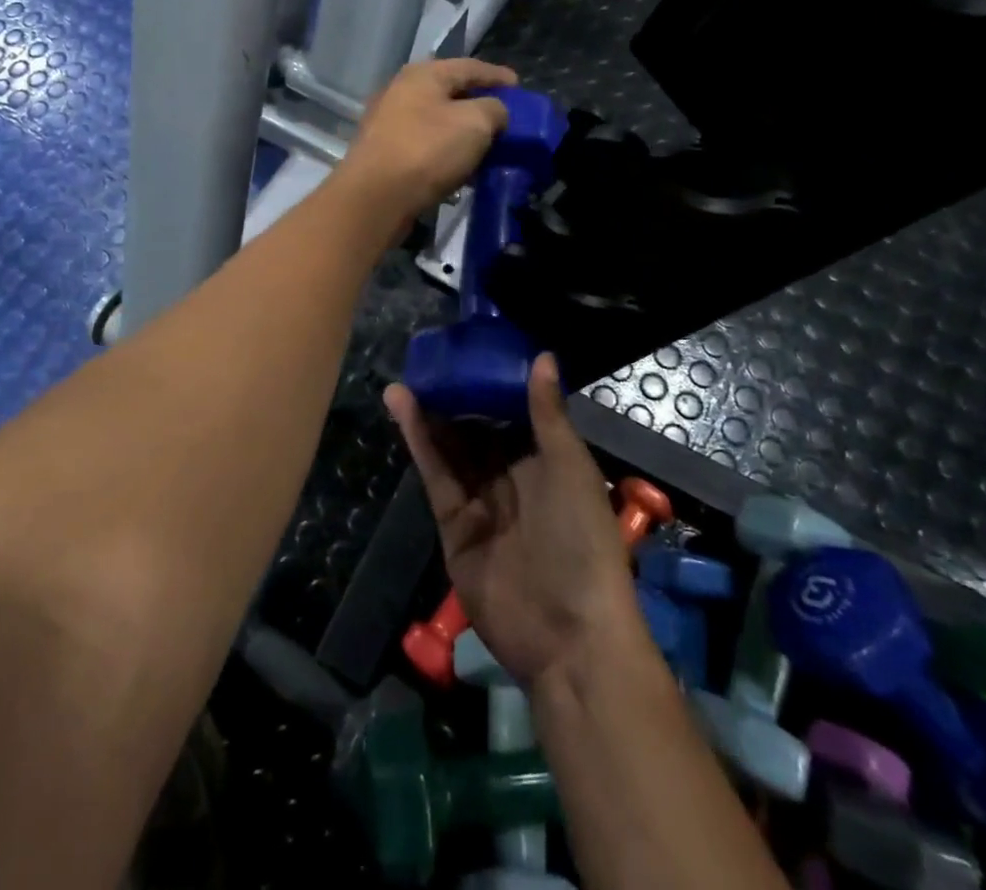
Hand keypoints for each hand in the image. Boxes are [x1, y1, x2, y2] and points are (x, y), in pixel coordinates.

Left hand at [337, 58, 517, 230]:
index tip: (519, 86)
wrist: (375, 197)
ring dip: (463, 131)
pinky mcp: (385, 153)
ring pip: (437, 121)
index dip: (497, 75)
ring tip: (488, 145)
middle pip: (450, 92)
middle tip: (505, 117)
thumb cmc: (428, 150)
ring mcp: (389, 123)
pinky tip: (462, 167)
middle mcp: (401, 92)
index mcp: (422, 75)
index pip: (469, 66)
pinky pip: (425, 145)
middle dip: (479, 104)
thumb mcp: (475, 123)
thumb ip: (494, 110)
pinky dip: (447, 151)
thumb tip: (495, 112)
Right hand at [385, 355, 638, 689]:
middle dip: (455, 398)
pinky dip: (419, 442)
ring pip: (451, 449)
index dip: (491, 384)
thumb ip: (548, 414)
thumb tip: (544, 356)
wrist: (569, 635)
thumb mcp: (570, 468)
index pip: (514, 414)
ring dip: (430, 414)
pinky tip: (403, 408)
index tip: (469, 350)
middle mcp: (512, 479)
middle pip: (477, 430)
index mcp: (547, 463)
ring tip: (407, 376)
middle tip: (428, 360)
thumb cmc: (582, 540)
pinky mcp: (454, 525)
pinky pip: (435, 475)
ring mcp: (481, 503)